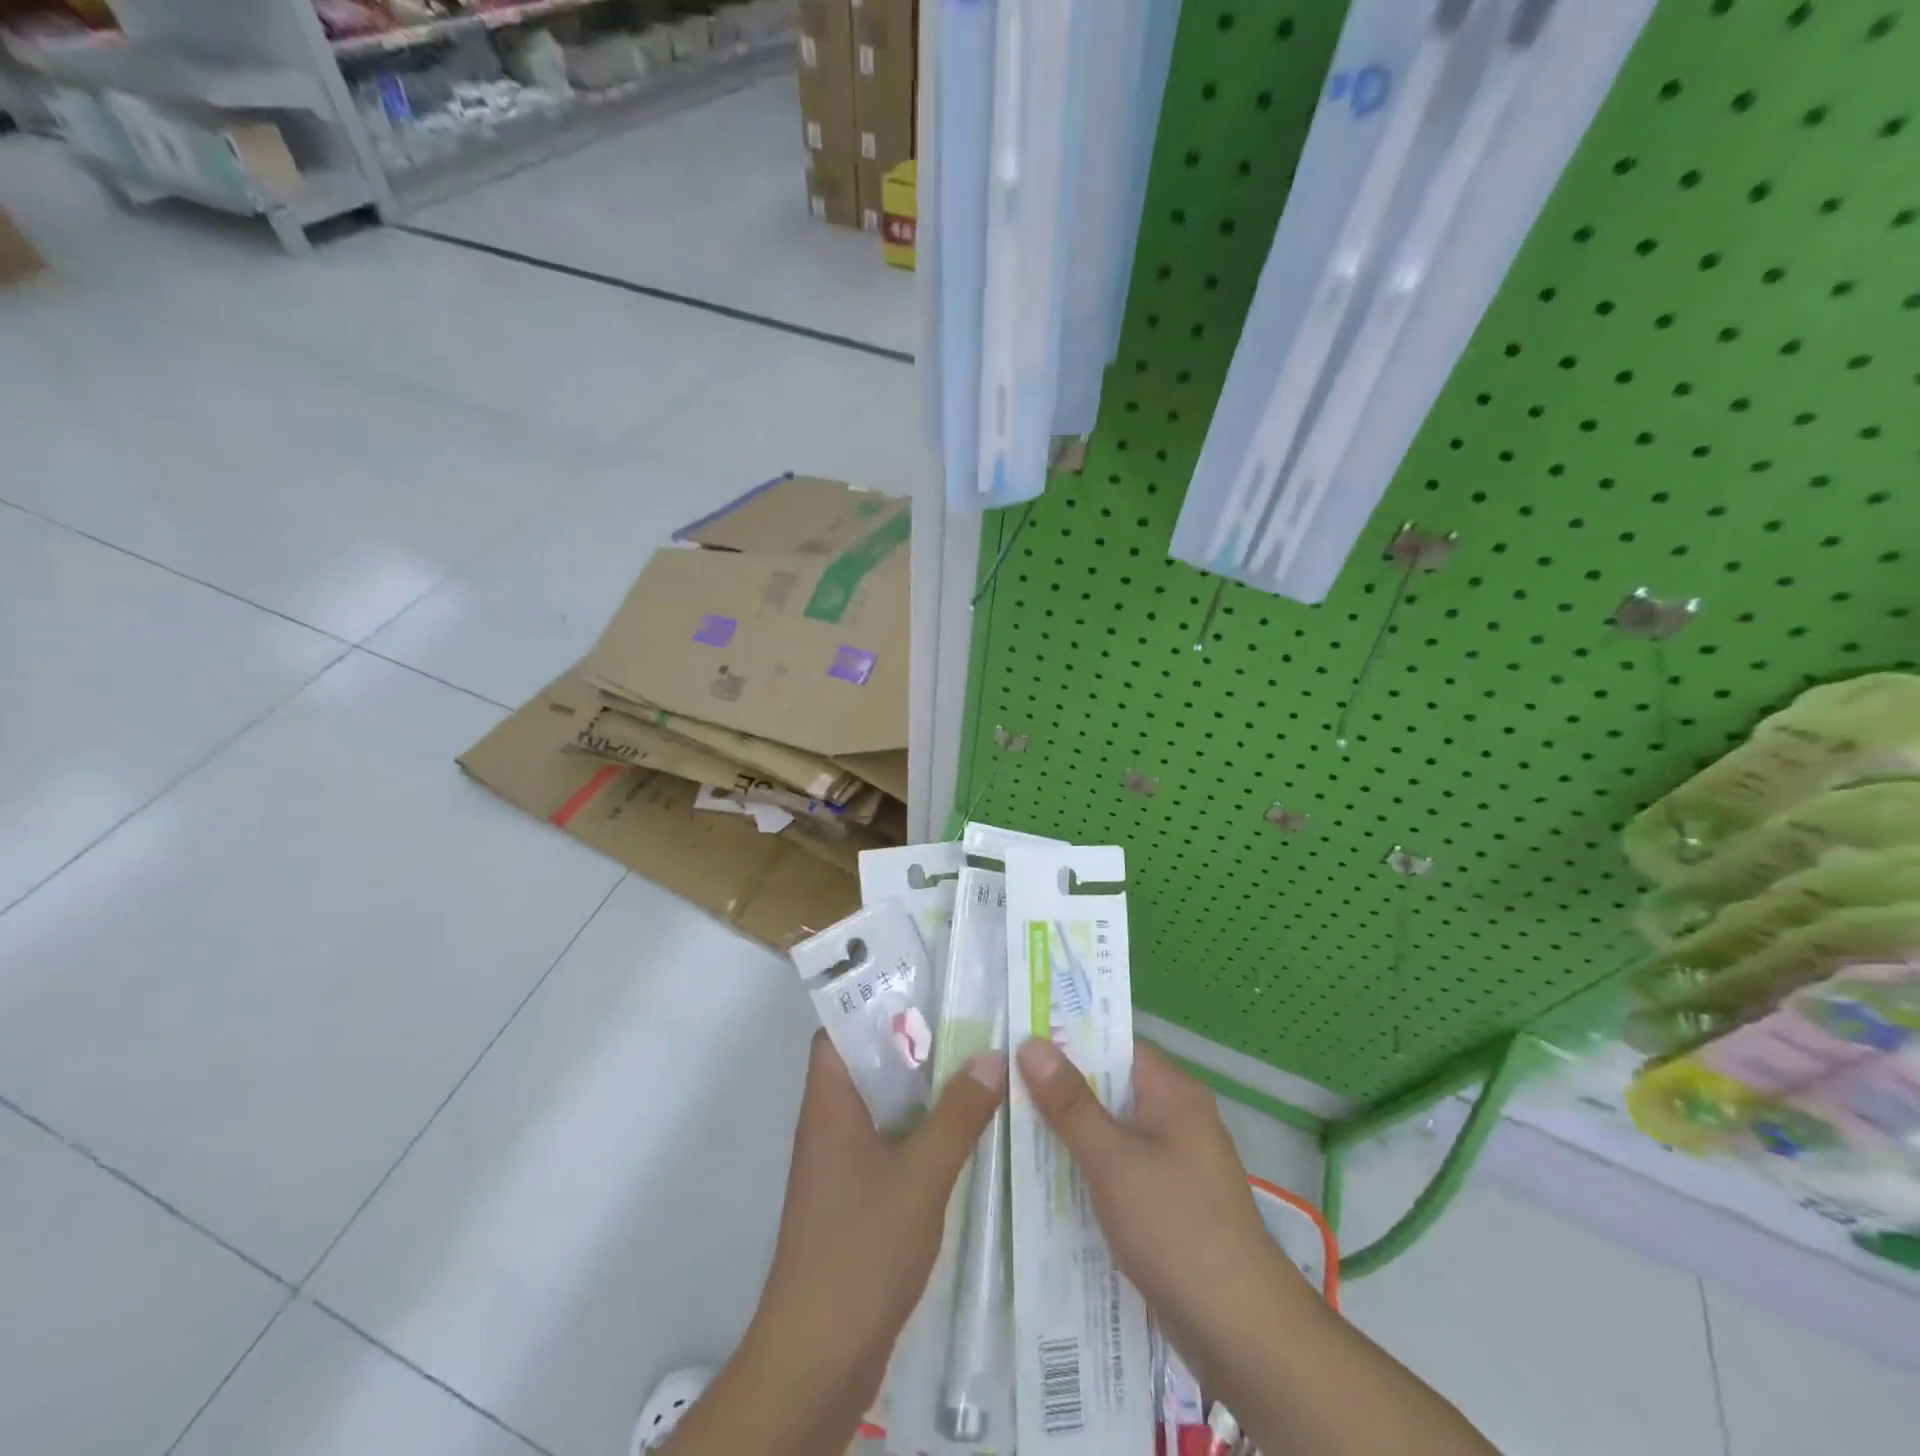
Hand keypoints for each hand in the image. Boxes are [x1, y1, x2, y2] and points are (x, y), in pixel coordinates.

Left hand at [749, 1031, 1007, 1409]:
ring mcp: (841, 1163)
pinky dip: (923, 1129)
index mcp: (830, 1101)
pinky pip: (891, 1142)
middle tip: (971, 1019)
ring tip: (979, 1064)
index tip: (929, 985)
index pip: (842, 1029)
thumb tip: (991, 1055)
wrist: (819, 1358)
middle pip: (870, 1063)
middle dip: (916, 1040)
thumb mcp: (921, 1174)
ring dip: (924, 1087)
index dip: (878, 1002)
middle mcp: (830, 1122)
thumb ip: (957, 1114)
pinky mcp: (856, 1198)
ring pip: (884, 1104)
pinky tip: (967, 1131)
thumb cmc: (861, 1248)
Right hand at [1014, 1038, 1314, 1383]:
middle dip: (1063, 1089)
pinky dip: (1092, 1169)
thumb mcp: (1112, 1159)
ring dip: (1074, 1133)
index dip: (1069, 1040)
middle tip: (1005, 1085)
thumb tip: (1032, 1043)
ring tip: (1015, 1129)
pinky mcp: (1173, 1202)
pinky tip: (1053, 1182)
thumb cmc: (1175, 1227)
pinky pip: (1124, 1168)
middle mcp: (1179, 1117)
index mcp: (1173, 1092)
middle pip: (1112, 1087)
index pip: (1115, 1045)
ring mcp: (1178, 1162)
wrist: (1243, 1331)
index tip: (1021, 1041)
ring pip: (1115, 1131)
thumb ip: (1070, 1103)